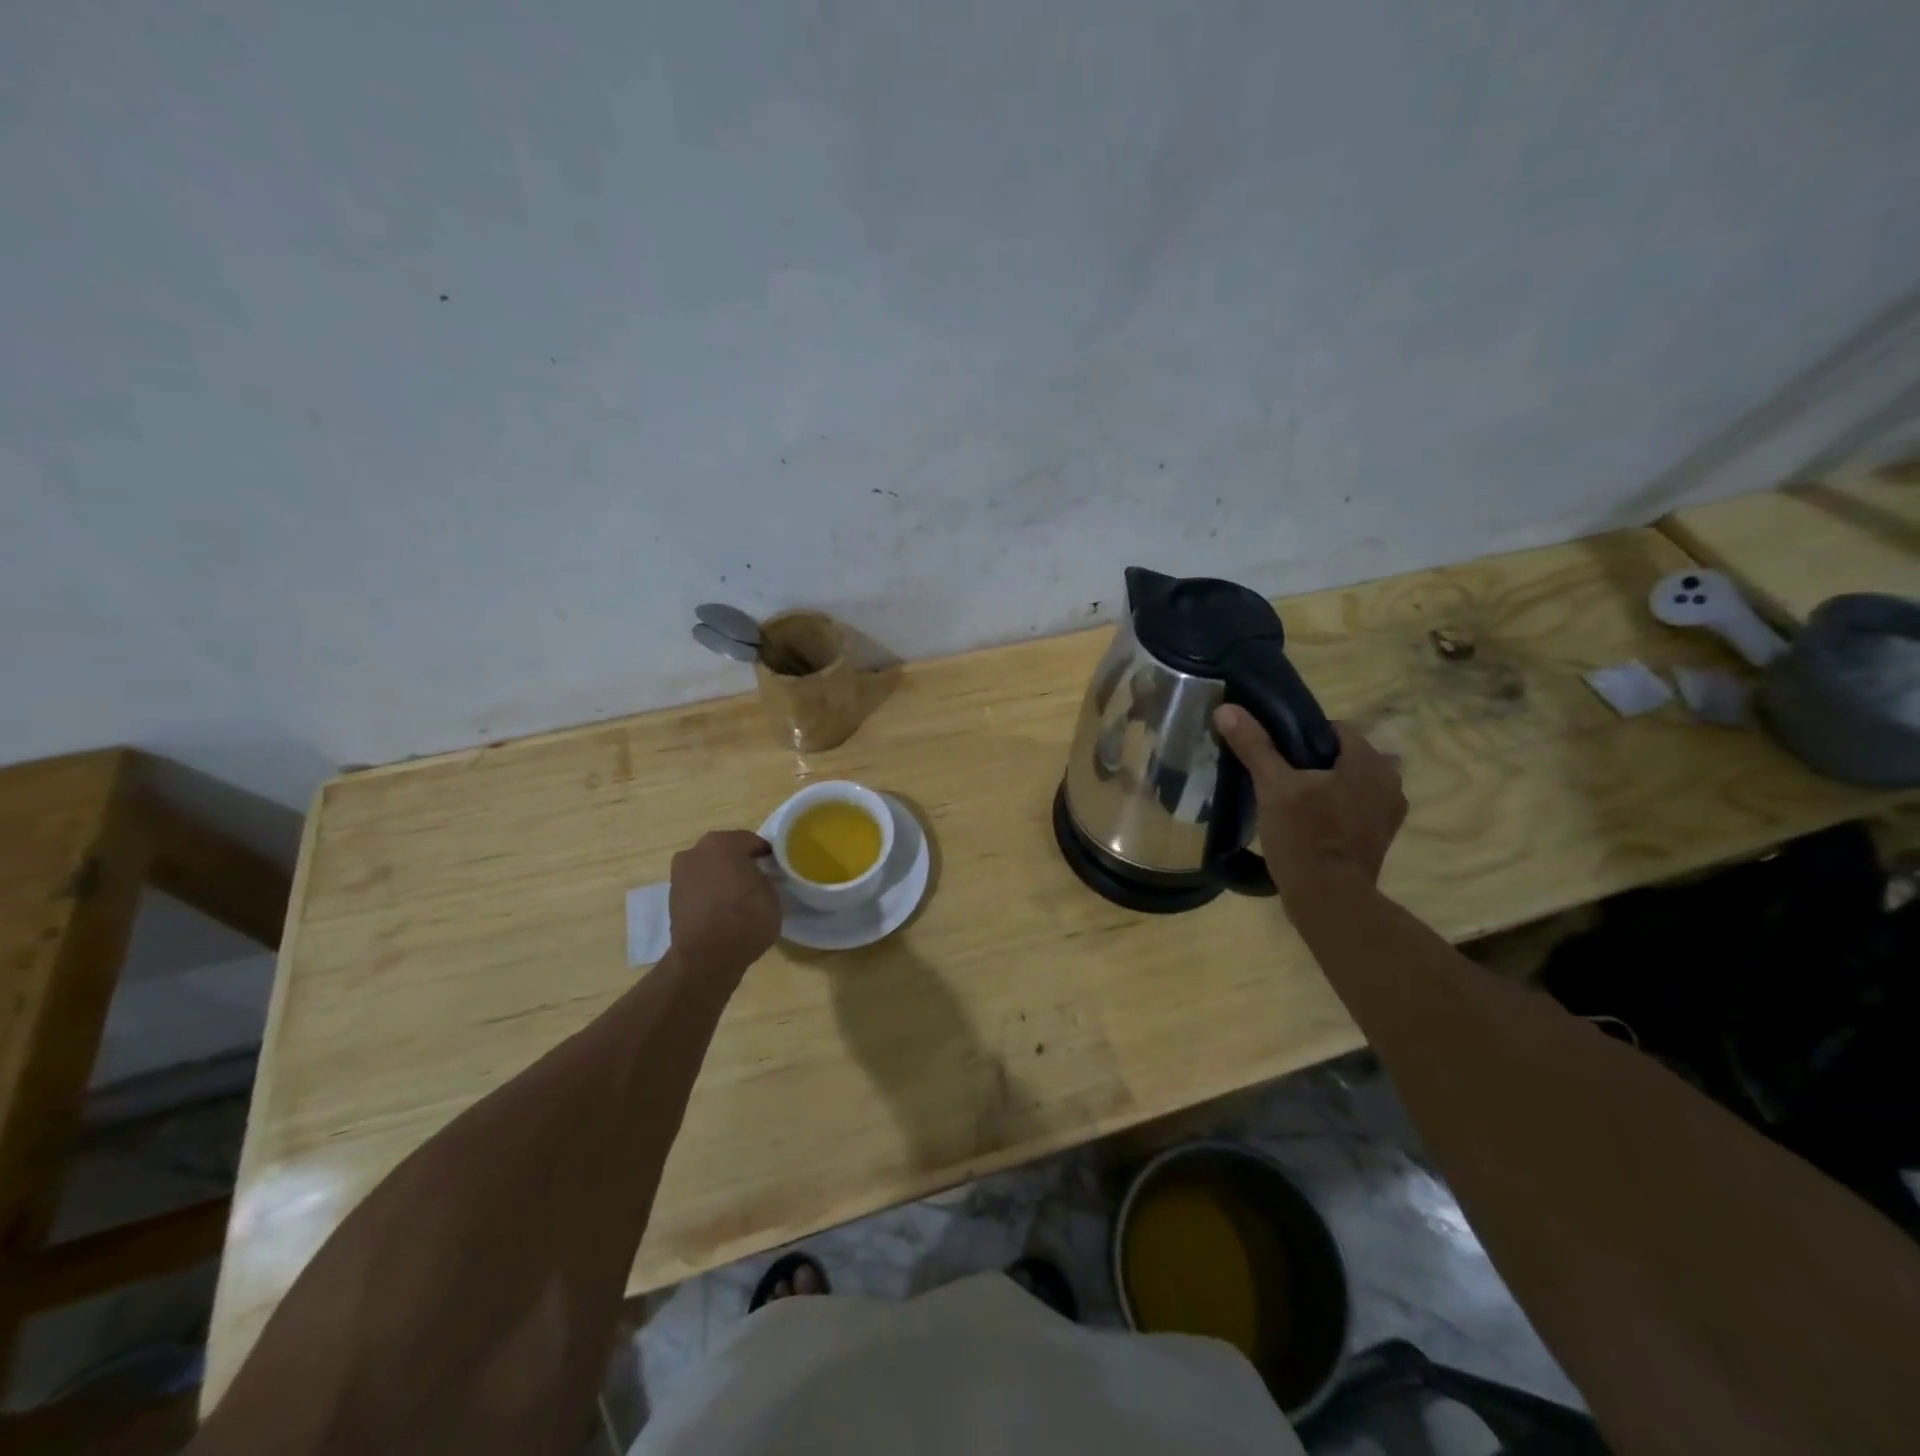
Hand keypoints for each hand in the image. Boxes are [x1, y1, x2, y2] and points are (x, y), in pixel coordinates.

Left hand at [668, 830, 780, 971]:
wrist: (707, 956)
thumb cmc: (746, 917)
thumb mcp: (771, 893)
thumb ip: (763, 877)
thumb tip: (757, 877)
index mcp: (723, 842)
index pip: (751, 841)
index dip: (765, 854)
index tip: (775, 868)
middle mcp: (696, 851)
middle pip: (725, 851)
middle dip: (739, 862)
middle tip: (757, 880)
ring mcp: (680, 874)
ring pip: (708, 869)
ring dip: (721, 877)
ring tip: (738, 898)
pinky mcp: (672, 898)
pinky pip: (698, 888)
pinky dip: (709, 893)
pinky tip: (722, 910)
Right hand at [1214, 706, 1406, 901]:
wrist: (1329, 900)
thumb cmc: (1304, 836)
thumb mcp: (1273, 787)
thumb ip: (1254, 745)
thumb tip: (1227, 709)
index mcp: (1369, 762)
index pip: (1335, 729)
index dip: (1301, 736)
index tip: (1275, 754)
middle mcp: (1390, 782)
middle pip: (1343, 757)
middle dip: (1313, 763)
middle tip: (1278, 779)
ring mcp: (1389, 814)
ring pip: (1349, 784)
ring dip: (1326, 787)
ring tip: (1291, 802)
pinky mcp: (1381, 839)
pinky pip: (1355, 809)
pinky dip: (1335, 810)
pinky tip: (1308, 824)